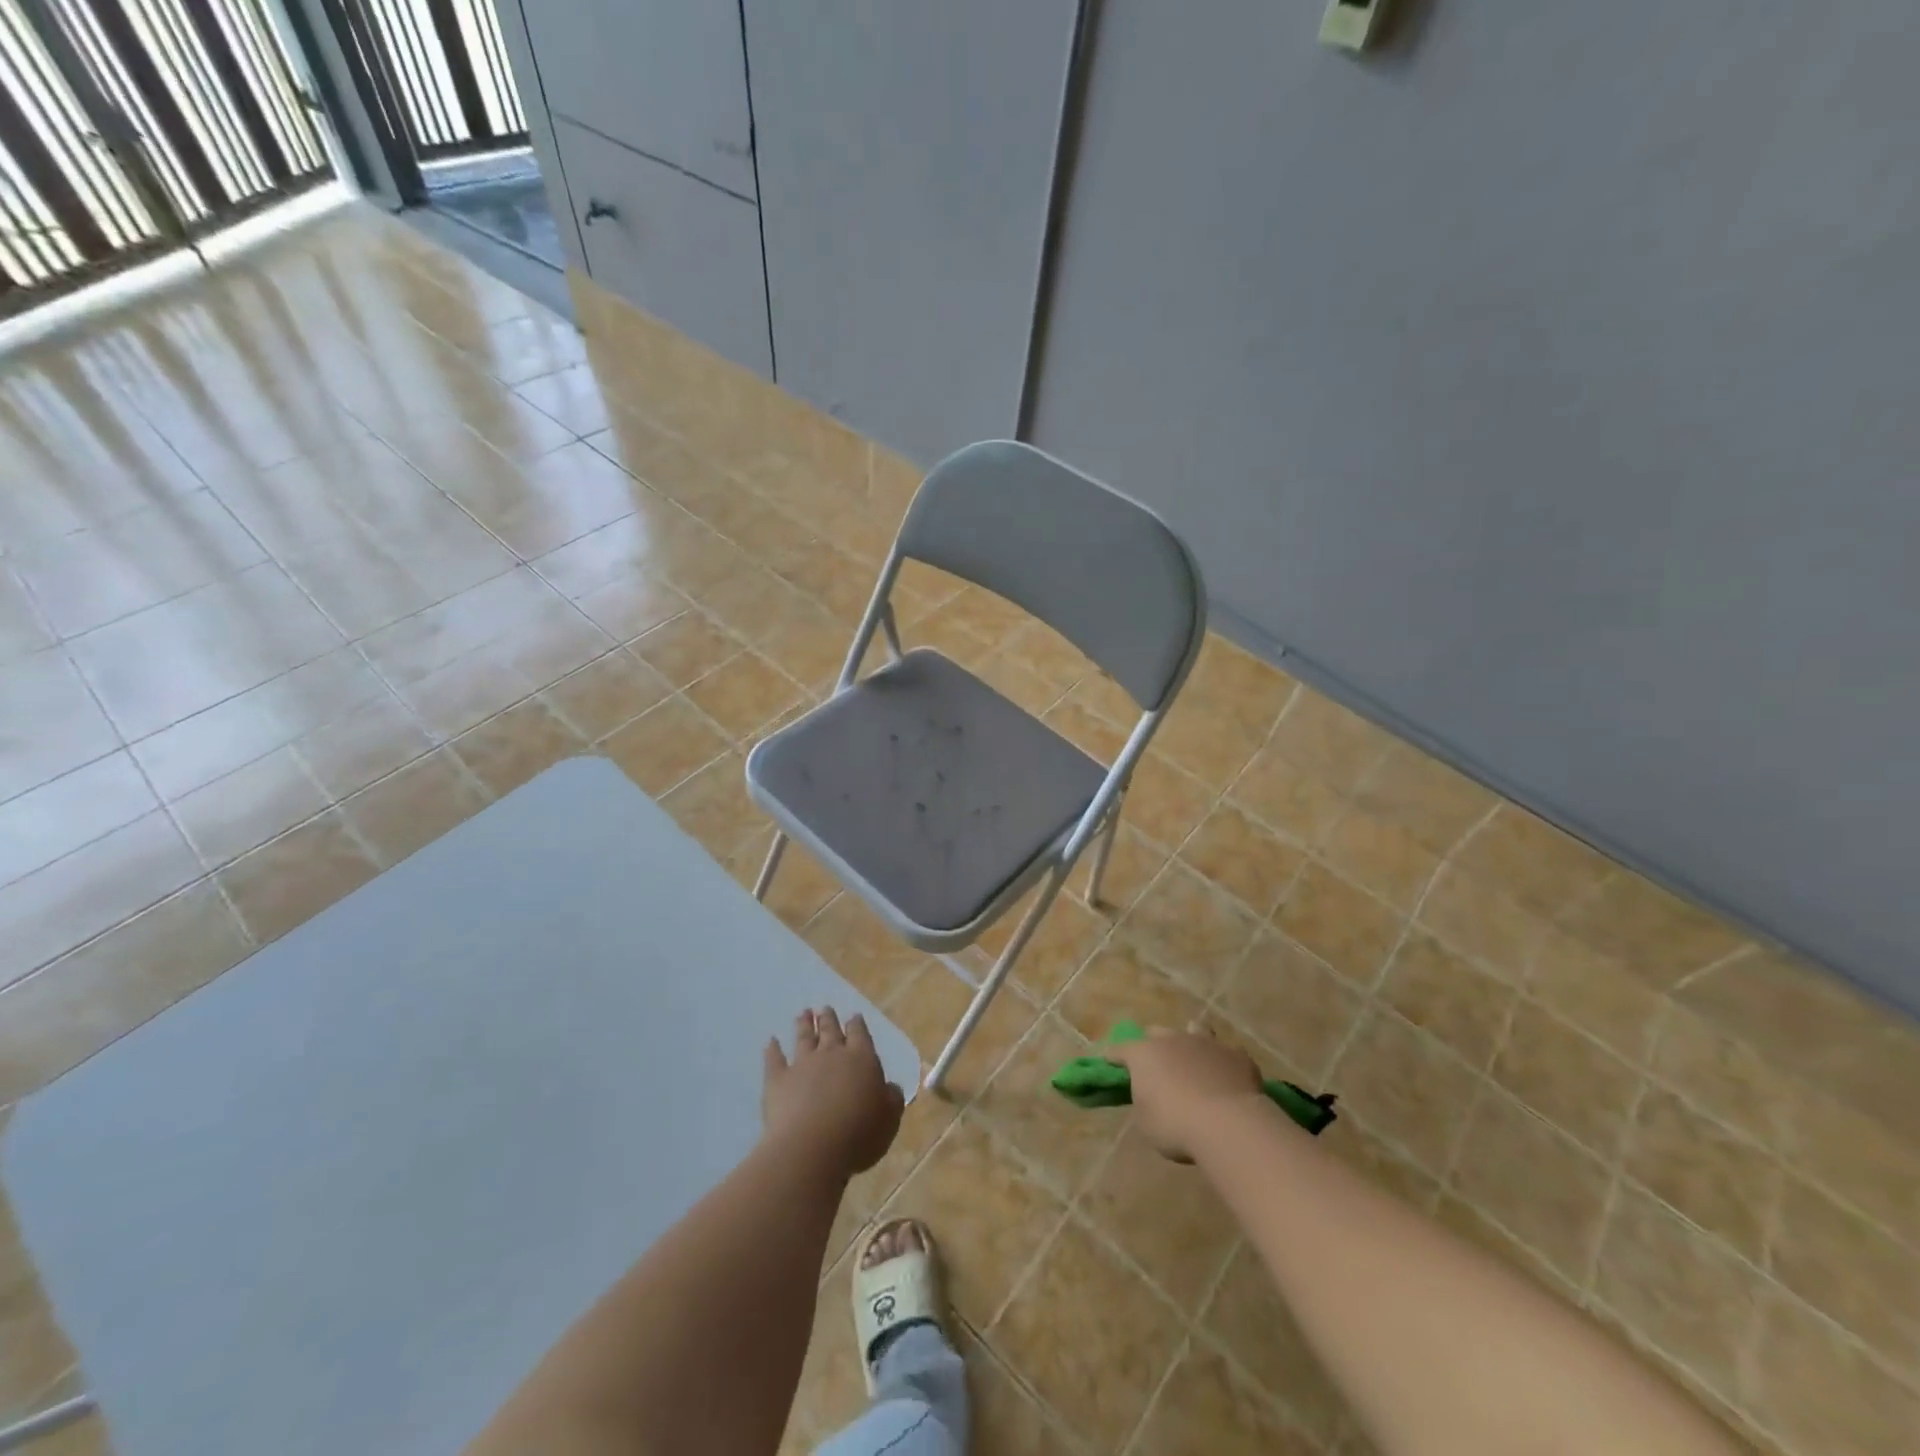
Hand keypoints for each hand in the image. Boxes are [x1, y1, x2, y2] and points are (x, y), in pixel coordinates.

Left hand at [762, 1007, 904, 1176]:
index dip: (856, 1024)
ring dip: (804, 1025)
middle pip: (830, 1031)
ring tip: (803, 1014)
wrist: (811, 1147)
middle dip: (828, 1019)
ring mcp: (802, 1064)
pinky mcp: (778, 1080)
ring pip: (803, 1038)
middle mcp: (832, 1054)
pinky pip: (774, 1059)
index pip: (859, 1034)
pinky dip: (772, 1049)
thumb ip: (891, 1098)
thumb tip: (890, 1087)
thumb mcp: (889, 1119)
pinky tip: (770, 1041)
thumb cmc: (858, 1134)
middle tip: (825, 1008)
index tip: (853, 1016)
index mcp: (861, 1059)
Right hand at [1110, 1027, 1265, 1161]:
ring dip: (1191, 1043)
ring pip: (1194, 1030)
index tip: (1110, 1063)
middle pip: (1156, 1033)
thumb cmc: (1176, 1125)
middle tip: (1157, 1067)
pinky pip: (1226, 1053)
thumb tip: (1150, 1095)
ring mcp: (1206, 1043)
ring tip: (1195, 1059)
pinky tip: (1226, 1079)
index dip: (1114, 1057)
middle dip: (1154, 1046)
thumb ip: (1144, 1101)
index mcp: (1143, 1053)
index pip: (1120, 1050)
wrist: (1228, 1124)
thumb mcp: (1146, 1122)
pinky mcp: (1236, 1054)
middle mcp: (1172, 1039)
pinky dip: (1222, 1063)